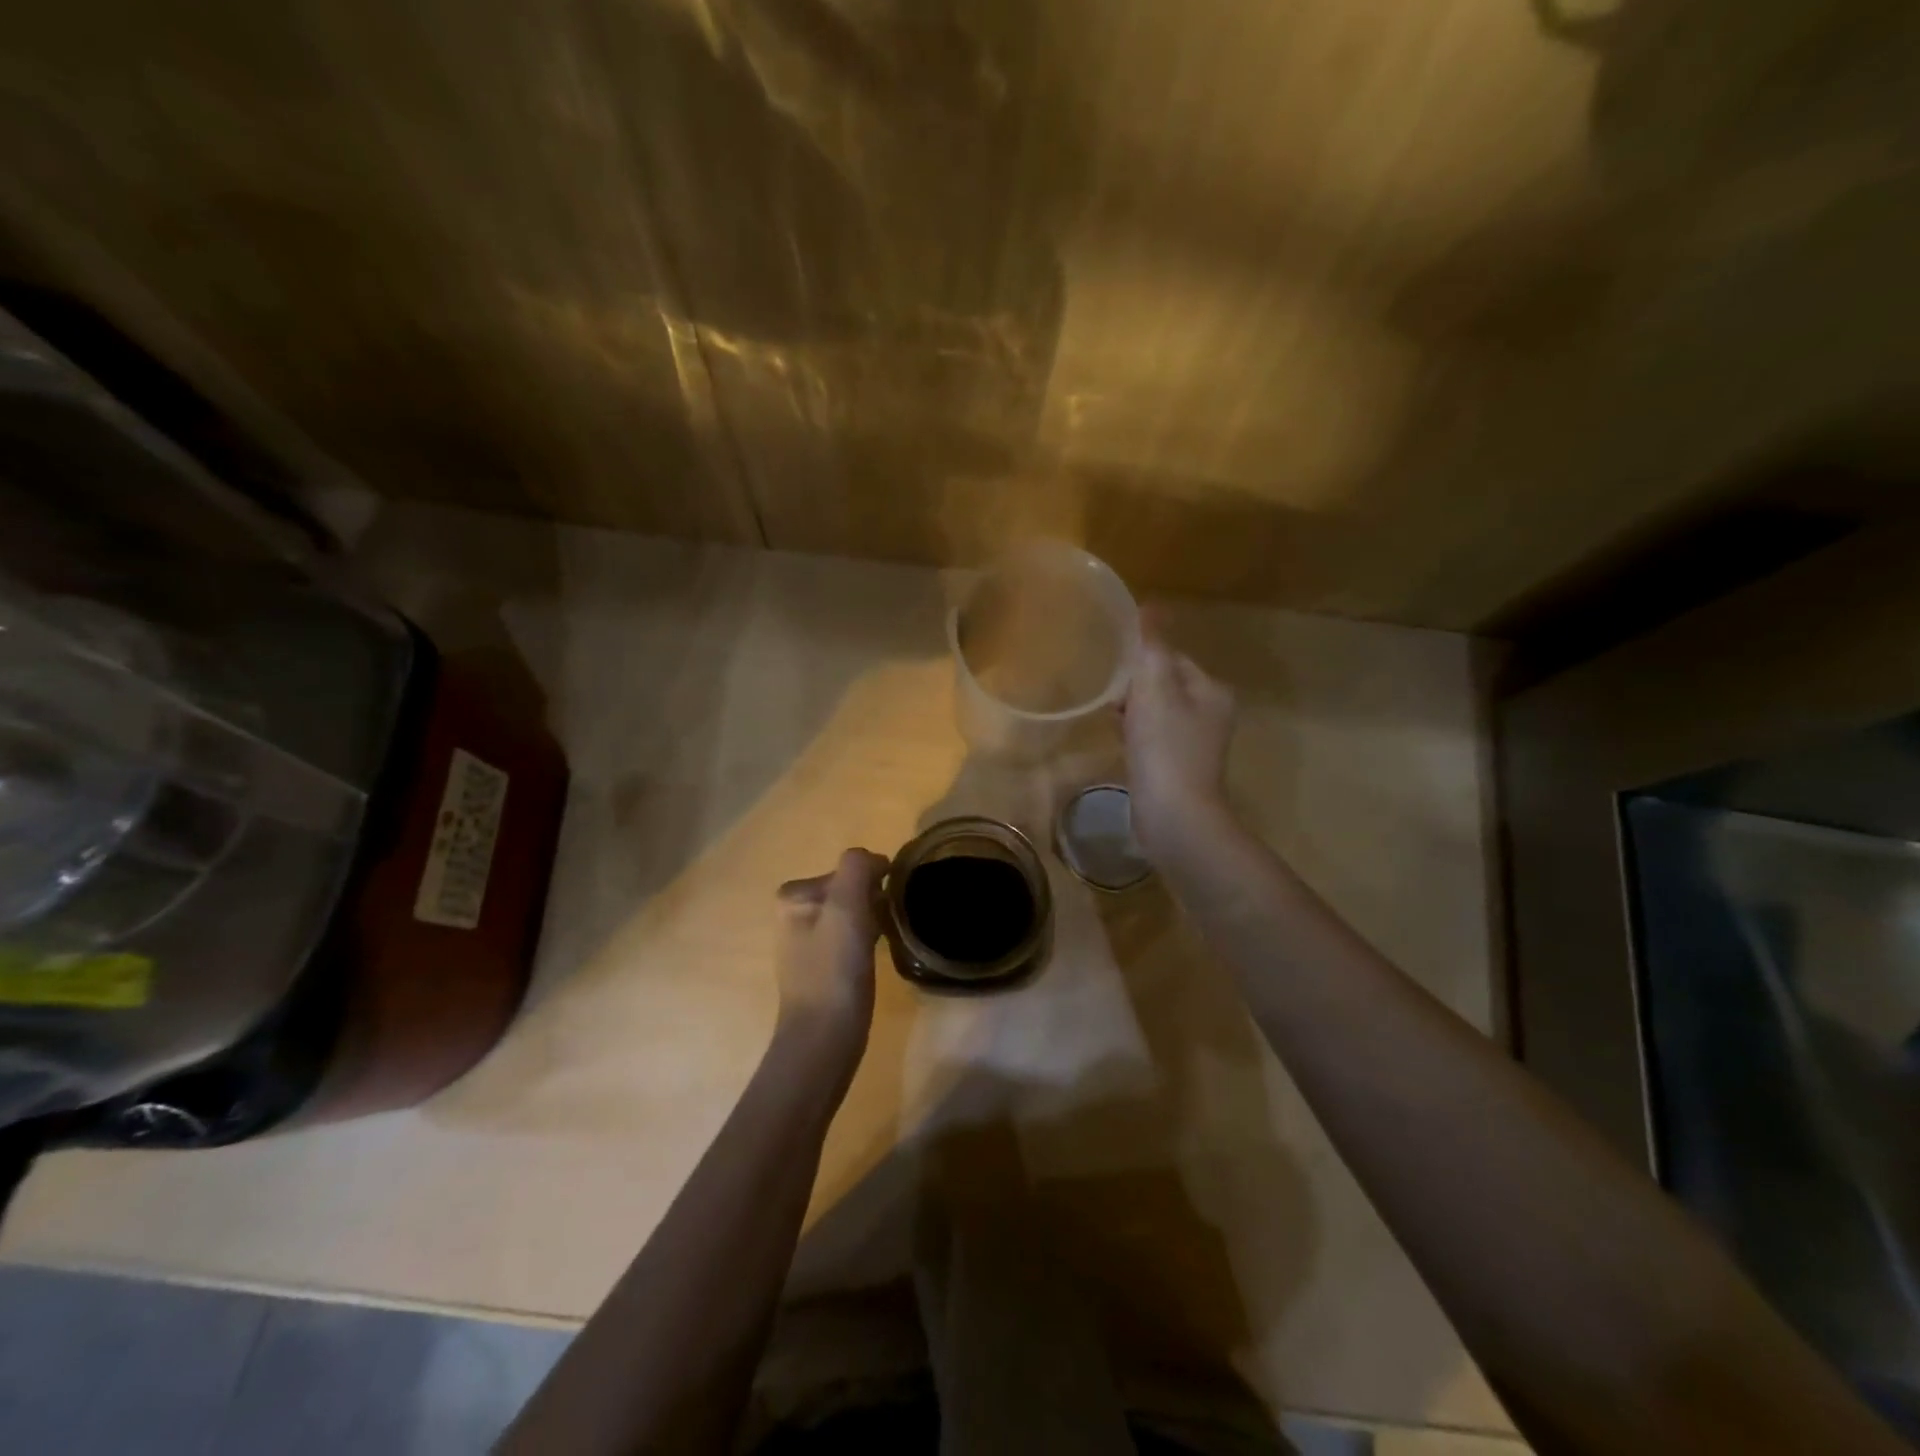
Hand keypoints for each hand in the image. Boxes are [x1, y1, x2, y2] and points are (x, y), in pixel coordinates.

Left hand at [774, 849, 887, 1054]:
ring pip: (854, 913)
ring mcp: (807, 941)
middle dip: (873, 901)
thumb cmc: (834, 968)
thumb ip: (857, 868)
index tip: (885, 906)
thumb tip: (874, 860)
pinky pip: (852, 937)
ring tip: (883, 941)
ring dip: (873, 920)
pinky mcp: (822, 966)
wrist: (824, 1037)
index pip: (849, 868)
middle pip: (851, 889)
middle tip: (884, 926)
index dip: (874, 882)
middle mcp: (794, 912)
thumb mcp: (846, 906)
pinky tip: (875, 957)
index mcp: (794, 894)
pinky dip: (868, 939)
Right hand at [1122, 614, 1236, 860]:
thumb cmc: (1165, 748)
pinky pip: (1153, 739)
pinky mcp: (1178, 769)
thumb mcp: (1155, 688)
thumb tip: (1149, 605)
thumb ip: (1151, 646)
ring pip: (1157, 713)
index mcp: (1212, 691)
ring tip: (1109, 716)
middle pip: (1165, 684)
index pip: (1172, 658)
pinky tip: (1119, 742)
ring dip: (1133, 711)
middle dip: (1135, 686)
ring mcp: (1195, 745)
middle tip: (1107, 693)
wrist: (1174, 817)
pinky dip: (1135, 736)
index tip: (1114, 669)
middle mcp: (1211, 714)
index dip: (1141, 660)